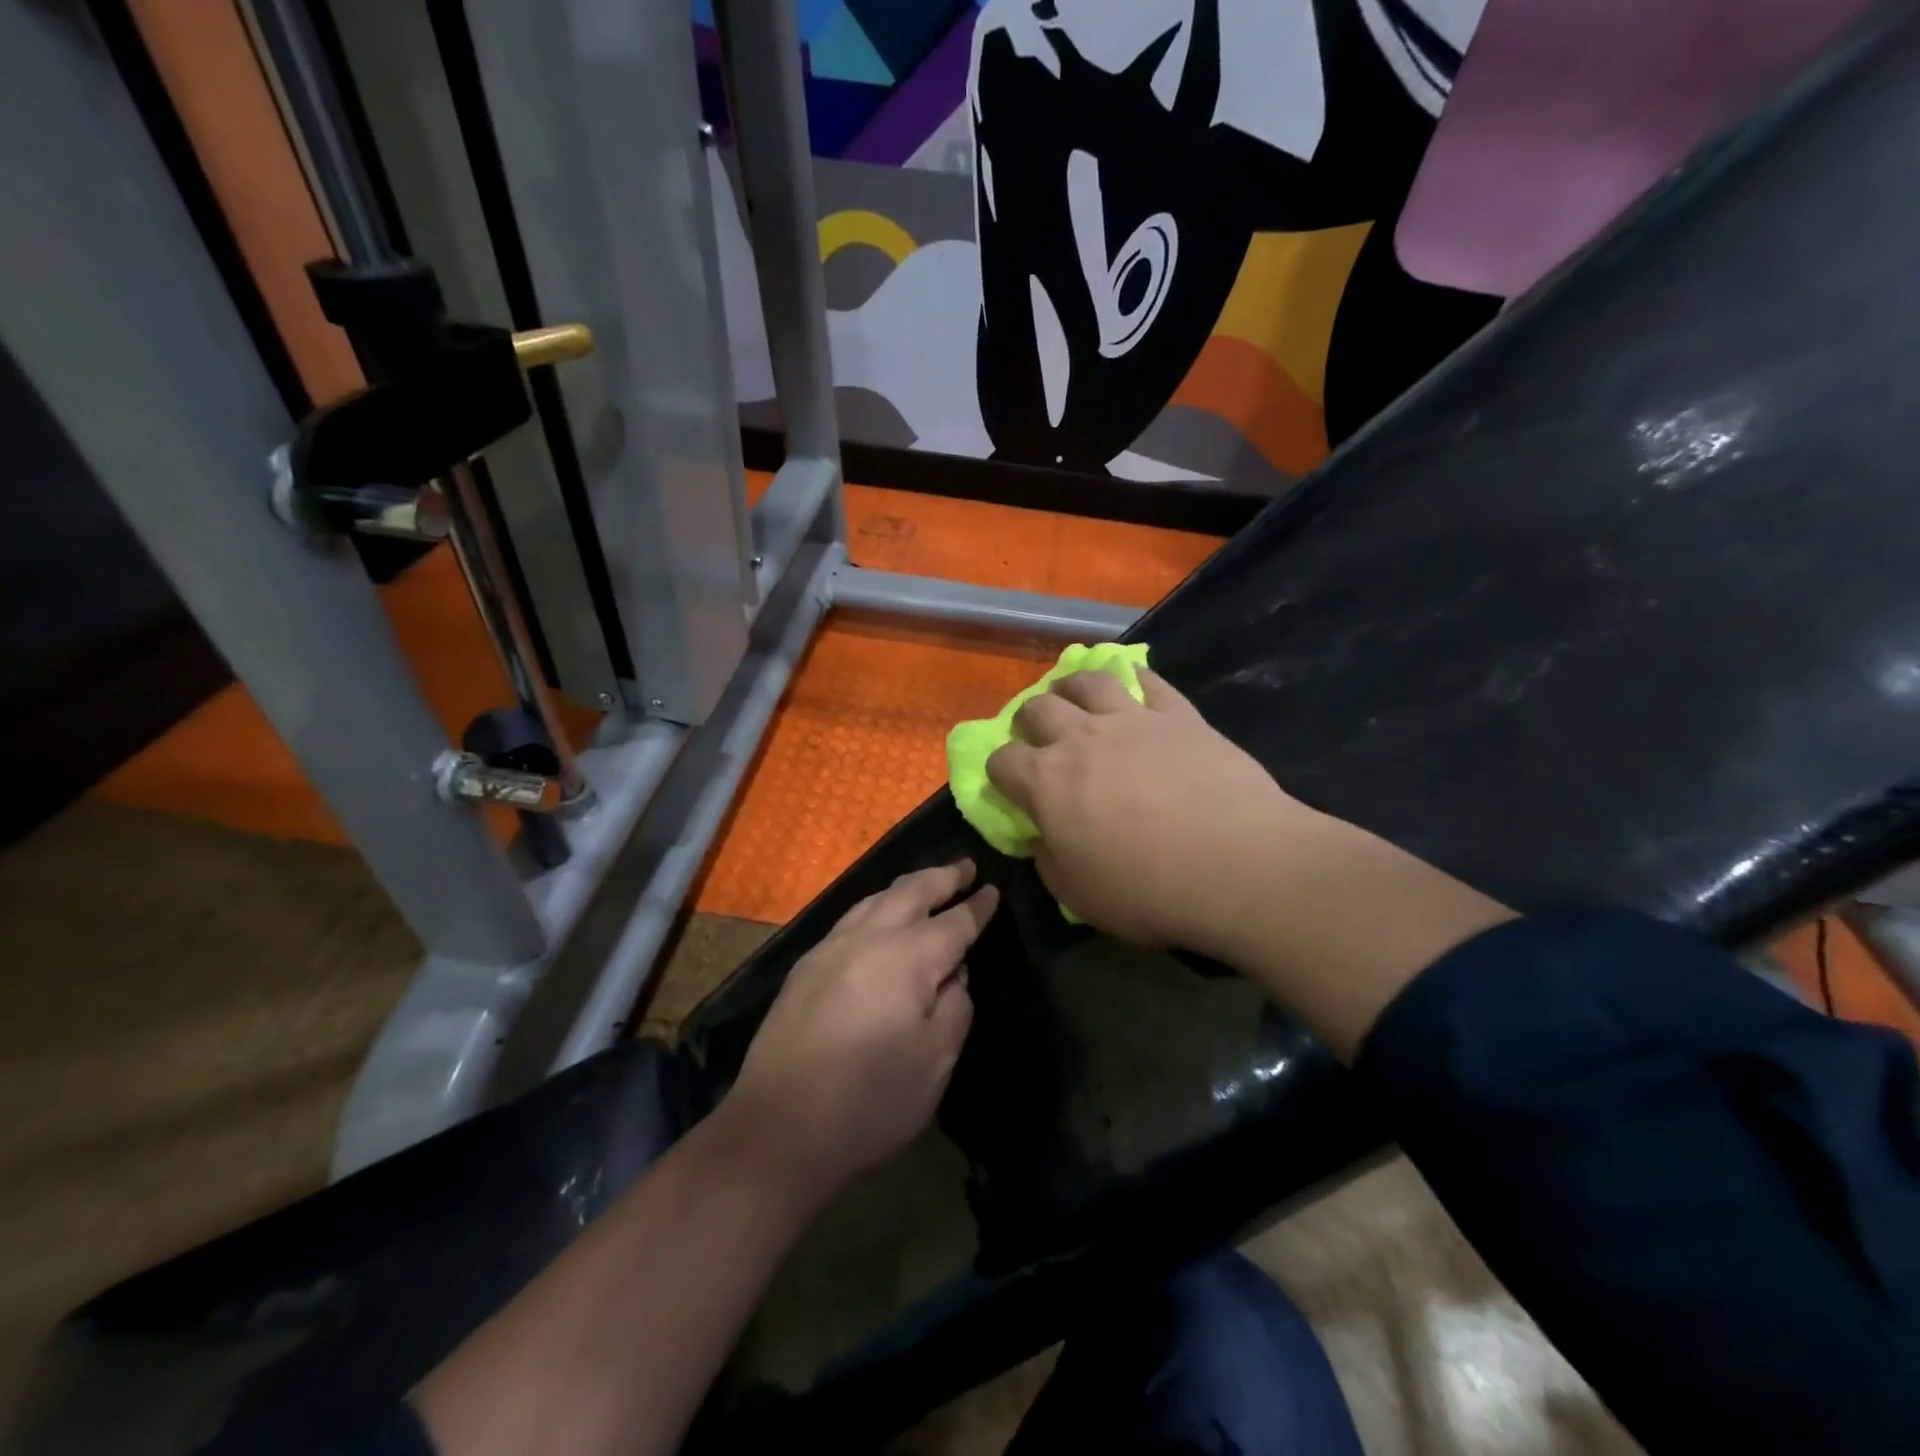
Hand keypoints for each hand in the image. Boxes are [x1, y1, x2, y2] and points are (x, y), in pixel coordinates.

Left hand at [724, 861, 997, 1201]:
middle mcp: (868, 938)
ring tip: (926, 883)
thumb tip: (953, 975)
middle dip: (942, 877)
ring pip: (875, 899)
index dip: (977, 907)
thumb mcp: (935, 1062)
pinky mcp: (804, 968)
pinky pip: (850, 918)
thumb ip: (954, 1008)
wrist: (778, 1129)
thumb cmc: (870, 1102)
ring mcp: (830, 949)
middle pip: (911, 893)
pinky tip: (878, 917)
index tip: (992, 890)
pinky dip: (875, 905)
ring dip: (906, 886)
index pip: (954, 922)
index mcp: (907, 957)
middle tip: (964, 866)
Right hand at [985, 669, 1317, 957]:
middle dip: (1029, 721)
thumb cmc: (1149, 890)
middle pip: (1037, 708)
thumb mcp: (1078, 895)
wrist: (1238, 865)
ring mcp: (1132, 719)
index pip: (1002, 761)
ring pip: (1088, 681)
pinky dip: (1134, 679)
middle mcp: (1080, 738)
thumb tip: (1041, 836)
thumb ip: (1048, 860)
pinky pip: (1148, 681)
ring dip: (1072, 686)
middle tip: (1041, 737)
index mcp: (1046, 782)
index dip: (999, 771)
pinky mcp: (1178, 714)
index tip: (1009, 785)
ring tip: (1075, 697)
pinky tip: (1134, 685)